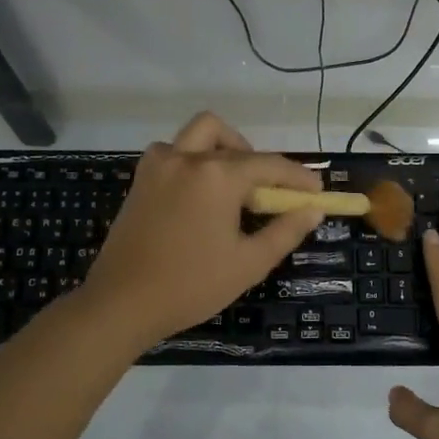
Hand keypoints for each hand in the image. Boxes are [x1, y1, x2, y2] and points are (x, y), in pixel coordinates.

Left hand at [78, 111, 324, 347]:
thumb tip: (312, 210)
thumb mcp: (249, 262)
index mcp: (217, 175)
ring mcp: (158, 166)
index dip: (297, 177)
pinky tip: (197, 195)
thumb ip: (285, 231)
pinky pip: (172, 152)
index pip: (269, 165)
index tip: (316, 190)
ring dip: (219, 149)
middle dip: (254, 157)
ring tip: (230, 187)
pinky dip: (191, 160)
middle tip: (264, 191)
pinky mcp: (140, 180)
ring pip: (196, 135)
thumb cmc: (192, 285)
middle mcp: (187, 158)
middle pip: (229, 137)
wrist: (122, 302)